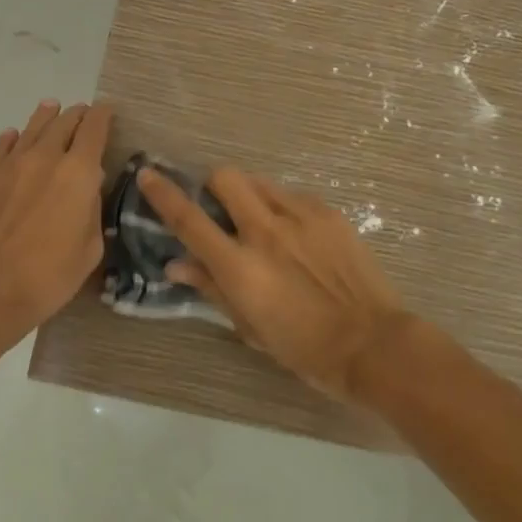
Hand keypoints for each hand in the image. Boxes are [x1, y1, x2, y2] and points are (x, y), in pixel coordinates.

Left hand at [0, 100, 112, 351]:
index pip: (94, 129)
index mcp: (78, 173)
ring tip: (51, 108)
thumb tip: (88, 188)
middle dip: (76, 115)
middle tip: (82, 113)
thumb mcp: (89, 250)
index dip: (103, 115)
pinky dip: (12, 139)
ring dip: (46, 117)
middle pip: (63, 123)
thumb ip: (92, 210)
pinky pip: (0, 148)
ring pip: (31, 128)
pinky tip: (13, 138)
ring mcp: (8, 164)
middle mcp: (44, 157)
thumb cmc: (47, 278)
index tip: (106, 111)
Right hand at [139, 167, 410, 401]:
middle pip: (225, 177)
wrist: (372, 343)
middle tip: (221, 208)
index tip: (148, 174)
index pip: (189, 220)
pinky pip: (291, 195)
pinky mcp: (327, 212)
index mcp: (239, 266)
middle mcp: (265, 231)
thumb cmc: (303, 347)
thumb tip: (175, 263)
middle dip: (213, 185)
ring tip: (262, 222)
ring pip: (259, 181)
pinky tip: (297, 236)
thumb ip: (210, 288)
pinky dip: (282, 207)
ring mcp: (300, 216)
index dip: (163, 194)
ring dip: (249, 194)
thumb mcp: (249, 327)